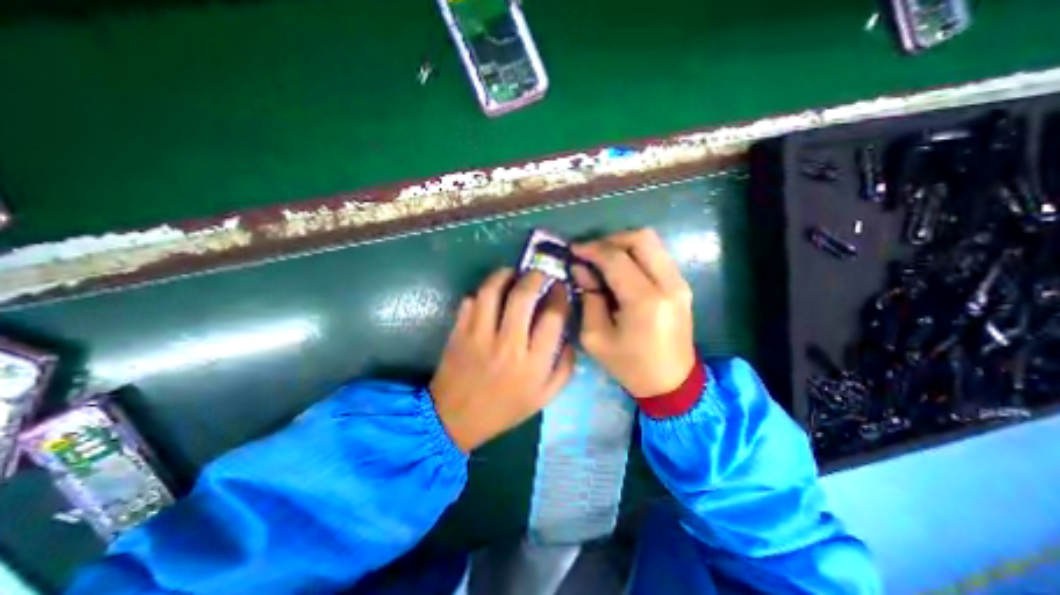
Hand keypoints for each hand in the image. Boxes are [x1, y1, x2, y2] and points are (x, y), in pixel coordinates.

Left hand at [427, 267, 571, 453]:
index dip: (560, 295)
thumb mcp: (544, 397)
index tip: (560, 287)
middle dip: (535, 276)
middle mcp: (507, 345)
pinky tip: (489, 295)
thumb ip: (565, 367)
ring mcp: (478, 336)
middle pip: (523, 296)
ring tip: (512, 273)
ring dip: (504, 275)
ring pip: (492, 291)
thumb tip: (569, 335)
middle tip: (539, 272)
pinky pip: (470, 301)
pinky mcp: (458, 332)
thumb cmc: (504, 409)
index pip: (553, 317)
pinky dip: (481, 292)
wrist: (455, 419)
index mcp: (533, 363)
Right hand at [572, 228, 695, 398]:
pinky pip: (657, 255)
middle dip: (610, 239)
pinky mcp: (682, 285)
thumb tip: (580, 268)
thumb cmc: (629, 365)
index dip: (592, 249)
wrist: (671, 383)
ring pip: (651, 242)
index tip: (574, 250)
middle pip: (641, 238)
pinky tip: (620, 269)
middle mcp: (668, 284)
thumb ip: (588, 297)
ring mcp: (679, 282)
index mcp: (644, 300)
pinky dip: (636, 254)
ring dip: (623, 244)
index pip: (616, 258)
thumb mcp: (596, 337)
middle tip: (590, 253)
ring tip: (602, 259)